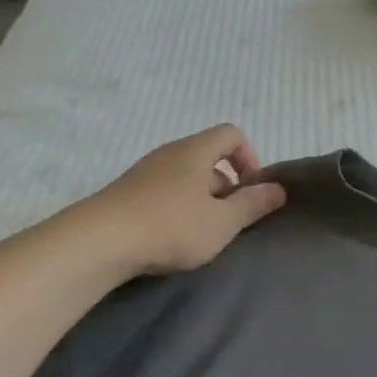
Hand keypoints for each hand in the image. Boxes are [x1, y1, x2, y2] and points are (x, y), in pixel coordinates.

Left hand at [80, 125, 287, 276]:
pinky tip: (171, 239)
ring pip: (185, 178)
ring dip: (201, 202)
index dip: (250, 158)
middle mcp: (169, 153)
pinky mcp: (125, 193)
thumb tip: (278, 188)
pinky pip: (162, 193)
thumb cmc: (171, 226)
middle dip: (226, 187)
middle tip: (228, 222)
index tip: (252, 191)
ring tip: (200, 235)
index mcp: (196, 150)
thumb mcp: (222, 222)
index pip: (232, 134)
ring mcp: (144, 172)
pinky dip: (176, 209)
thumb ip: (252, 204)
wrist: (98, 242)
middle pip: (209, 158)